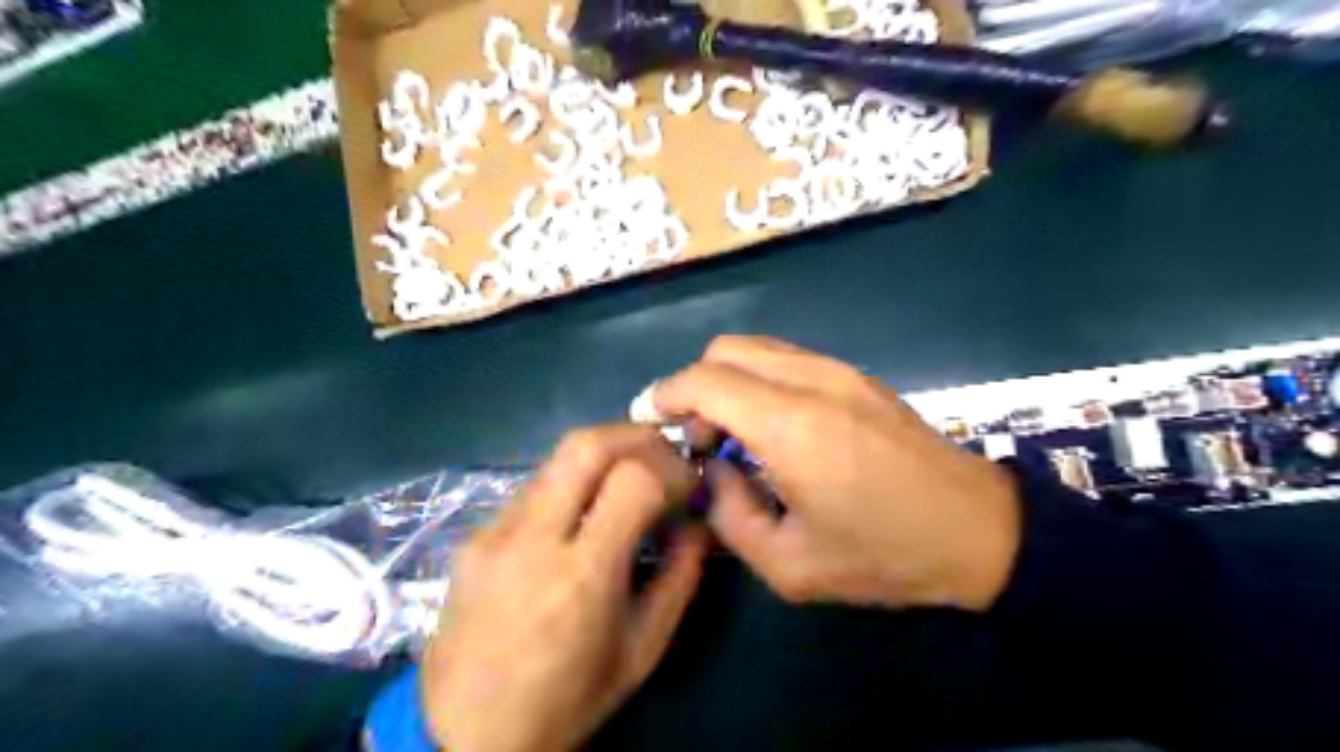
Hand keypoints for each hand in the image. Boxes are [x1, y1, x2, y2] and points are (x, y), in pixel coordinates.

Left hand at [421, 424, 710, 751]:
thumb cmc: (566, 701)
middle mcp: (532, 539)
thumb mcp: (642, 651)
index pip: (633, 479)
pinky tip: (582, 515)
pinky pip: (535, 487)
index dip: (672, 469)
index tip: (688, 484)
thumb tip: (699, 522)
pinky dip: (572, 483)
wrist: (462, 735)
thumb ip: (680, 578)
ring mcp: (495, 531)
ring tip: (629, 482)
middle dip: (636, 436)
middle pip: (586, 444)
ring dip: (605, 456)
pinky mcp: (474, 534)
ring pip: (557, 458)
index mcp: (582, 577)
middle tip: (664, 455)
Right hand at [656, 338, 1022, 614]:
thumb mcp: (790, 566)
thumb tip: (716, 472)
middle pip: (725, 350)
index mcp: (792, 425)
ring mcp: (839, 371)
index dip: (666, 394)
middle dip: (695, 387)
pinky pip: (787, 359)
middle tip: (701, 441)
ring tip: (734, 435)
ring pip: (756, 348)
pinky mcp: (857, 375)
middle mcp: (812, 380)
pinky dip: (759, 380)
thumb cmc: (885, 555)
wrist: (979, 530)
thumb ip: (731, 517)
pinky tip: (772, 426)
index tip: (652, 422)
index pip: (704, 380)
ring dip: (728, 381)